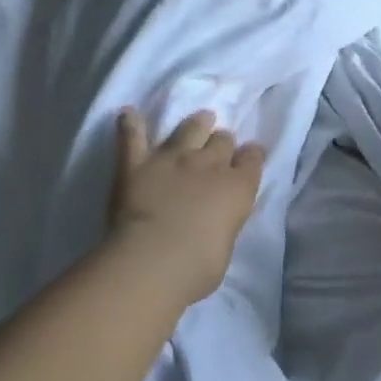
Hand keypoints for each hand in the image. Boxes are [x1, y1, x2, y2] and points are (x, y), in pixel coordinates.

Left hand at [107, 109, 264, 305]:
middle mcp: (209, 165)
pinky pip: (132, 137)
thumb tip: (216, 219)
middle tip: (219, 147)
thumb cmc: (199, 266)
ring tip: (199, 120)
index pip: (252, 159)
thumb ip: (224, 222)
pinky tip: (128, 113)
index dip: (251, 155)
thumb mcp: (226, 244)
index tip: (250, 155)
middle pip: (222, 140)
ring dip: (195, 124)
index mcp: (237, 188)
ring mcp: (172, 159)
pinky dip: (129, 124)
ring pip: (189, 129)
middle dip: (222, 141)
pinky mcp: (137, 163)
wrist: (154, 258)